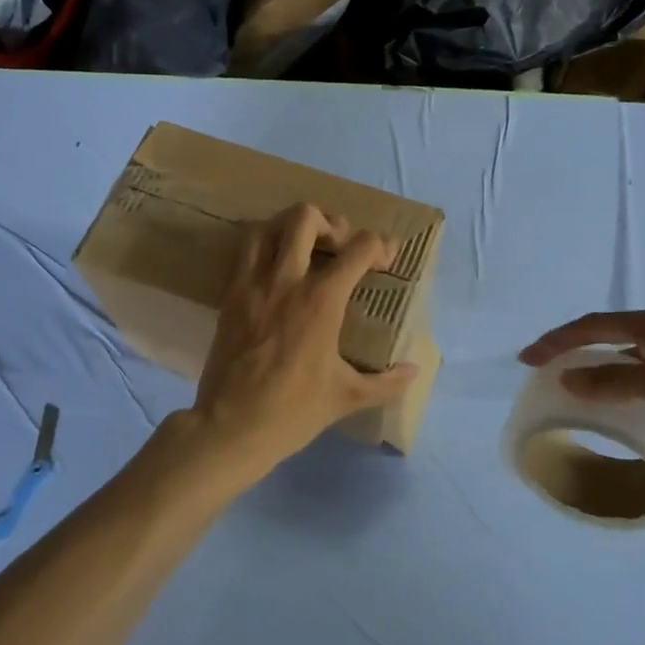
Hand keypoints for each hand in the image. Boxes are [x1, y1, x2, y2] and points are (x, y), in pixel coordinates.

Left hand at [189, 203, 418, 483]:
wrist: (231, 427)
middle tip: (340, 245)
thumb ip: (387, 382)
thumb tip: (415, 371)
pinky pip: (243, 252)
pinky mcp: (229, 296)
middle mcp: (286, 280)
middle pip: (305, 217)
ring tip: (304, 247)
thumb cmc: (294, 411)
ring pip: (266, 226)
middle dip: (330, 222)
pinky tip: (276, 270)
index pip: (358, 248)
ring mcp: (252, 285)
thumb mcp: (347, 396)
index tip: (386, 258)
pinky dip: (263, 246)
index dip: (380, 245)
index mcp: (321, 300)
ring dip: (289, 227)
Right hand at [520, 307, 644, 467]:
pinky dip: (617, 383)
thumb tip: (567, 378)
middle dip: (571, 348)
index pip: (595, 325)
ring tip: (568, 385)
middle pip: (606, 334)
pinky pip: (640, 376)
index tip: (527, 359)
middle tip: (541, 369)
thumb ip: (616, 379)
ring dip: (593, 366)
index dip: (558, 339)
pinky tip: (612, 403)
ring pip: (623, 356)